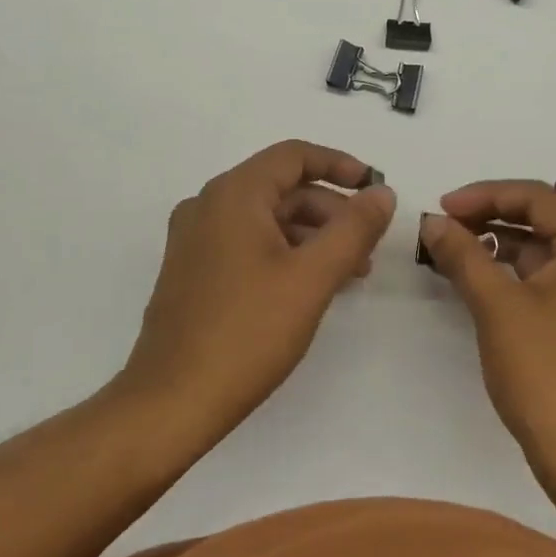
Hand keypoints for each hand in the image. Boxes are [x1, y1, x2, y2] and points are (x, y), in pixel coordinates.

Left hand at [123, 141, 395, 422]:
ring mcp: (195, 240)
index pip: (293, 155)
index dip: (340, 165)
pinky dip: (285, 253)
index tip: (374, 188)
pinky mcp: (192, 272)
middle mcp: (208, 206)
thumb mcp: (313, 276)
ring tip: (349, 273)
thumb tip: (382, 192)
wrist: (173, 401)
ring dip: (312, 235)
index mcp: (233, 195)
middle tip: (367, 246)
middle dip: (331, 211)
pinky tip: (310, 287)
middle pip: (282, 188)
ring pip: (267, 219)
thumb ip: (354, 228)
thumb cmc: (248, 332)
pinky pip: (247, 243)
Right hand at [418, 182, 555, 467]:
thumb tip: (432, 222)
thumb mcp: (497, 306)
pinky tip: (475, 280)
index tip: (441, 207)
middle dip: (488, 217)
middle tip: (442, 227)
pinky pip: (542, 278)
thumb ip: (464, 255)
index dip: (483, 195)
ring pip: (539, 250)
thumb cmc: (545, 369)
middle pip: (539, 219)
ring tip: (450, 250)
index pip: (534, 196)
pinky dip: (508, 273)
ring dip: (495, 245)